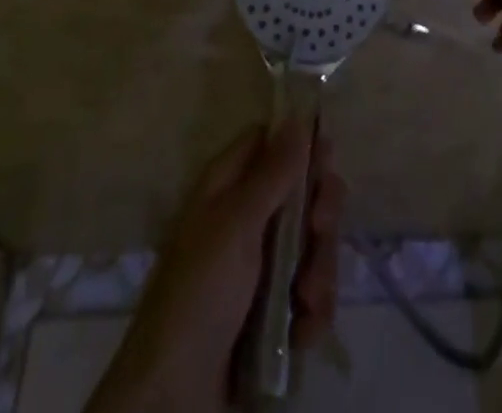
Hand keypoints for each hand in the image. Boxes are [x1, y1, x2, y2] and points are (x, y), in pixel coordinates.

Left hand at [86, 122, 343, 412]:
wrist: (175, 400)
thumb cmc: (199, 295)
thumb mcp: (235, 227)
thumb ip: (272, 174)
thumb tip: (297, 117)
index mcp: (228, 189)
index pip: (269, 143)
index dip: (300, 145)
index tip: (327, 158)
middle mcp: (246, 220)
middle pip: (301, 193)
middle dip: (321, 214)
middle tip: (321, 230)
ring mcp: (261, 268)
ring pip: (312, 245)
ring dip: (320, 270)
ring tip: (308, 300)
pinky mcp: (274, 313)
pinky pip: (311, 293)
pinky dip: (314, 310)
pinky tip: (305, 330)